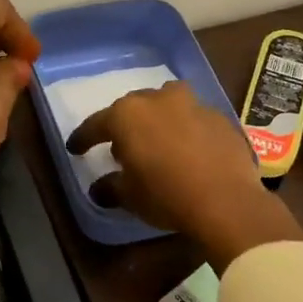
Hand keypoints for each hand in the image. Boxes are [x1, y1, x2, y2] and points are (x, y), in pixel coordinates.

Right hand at [65, 82, 302, 268]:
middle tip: (120, 147)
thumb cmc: (166, 195)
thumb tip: (100, 188)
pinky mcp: (220, 118)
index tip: (75, 149)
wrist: (227, 201)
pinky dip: (186, 129)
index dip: (83, 138)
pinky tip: (189, 150)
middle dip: (124, 125)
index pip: (96, 124)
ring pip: (167, 103)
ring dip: (158, 117)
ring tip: (158, 140)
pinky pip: (194, 119)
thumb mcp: (129, 196)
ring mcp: (193, 105)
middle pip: (132, 108)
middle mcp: (157, 100)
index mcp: (126, 115)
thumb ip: (110, 187)